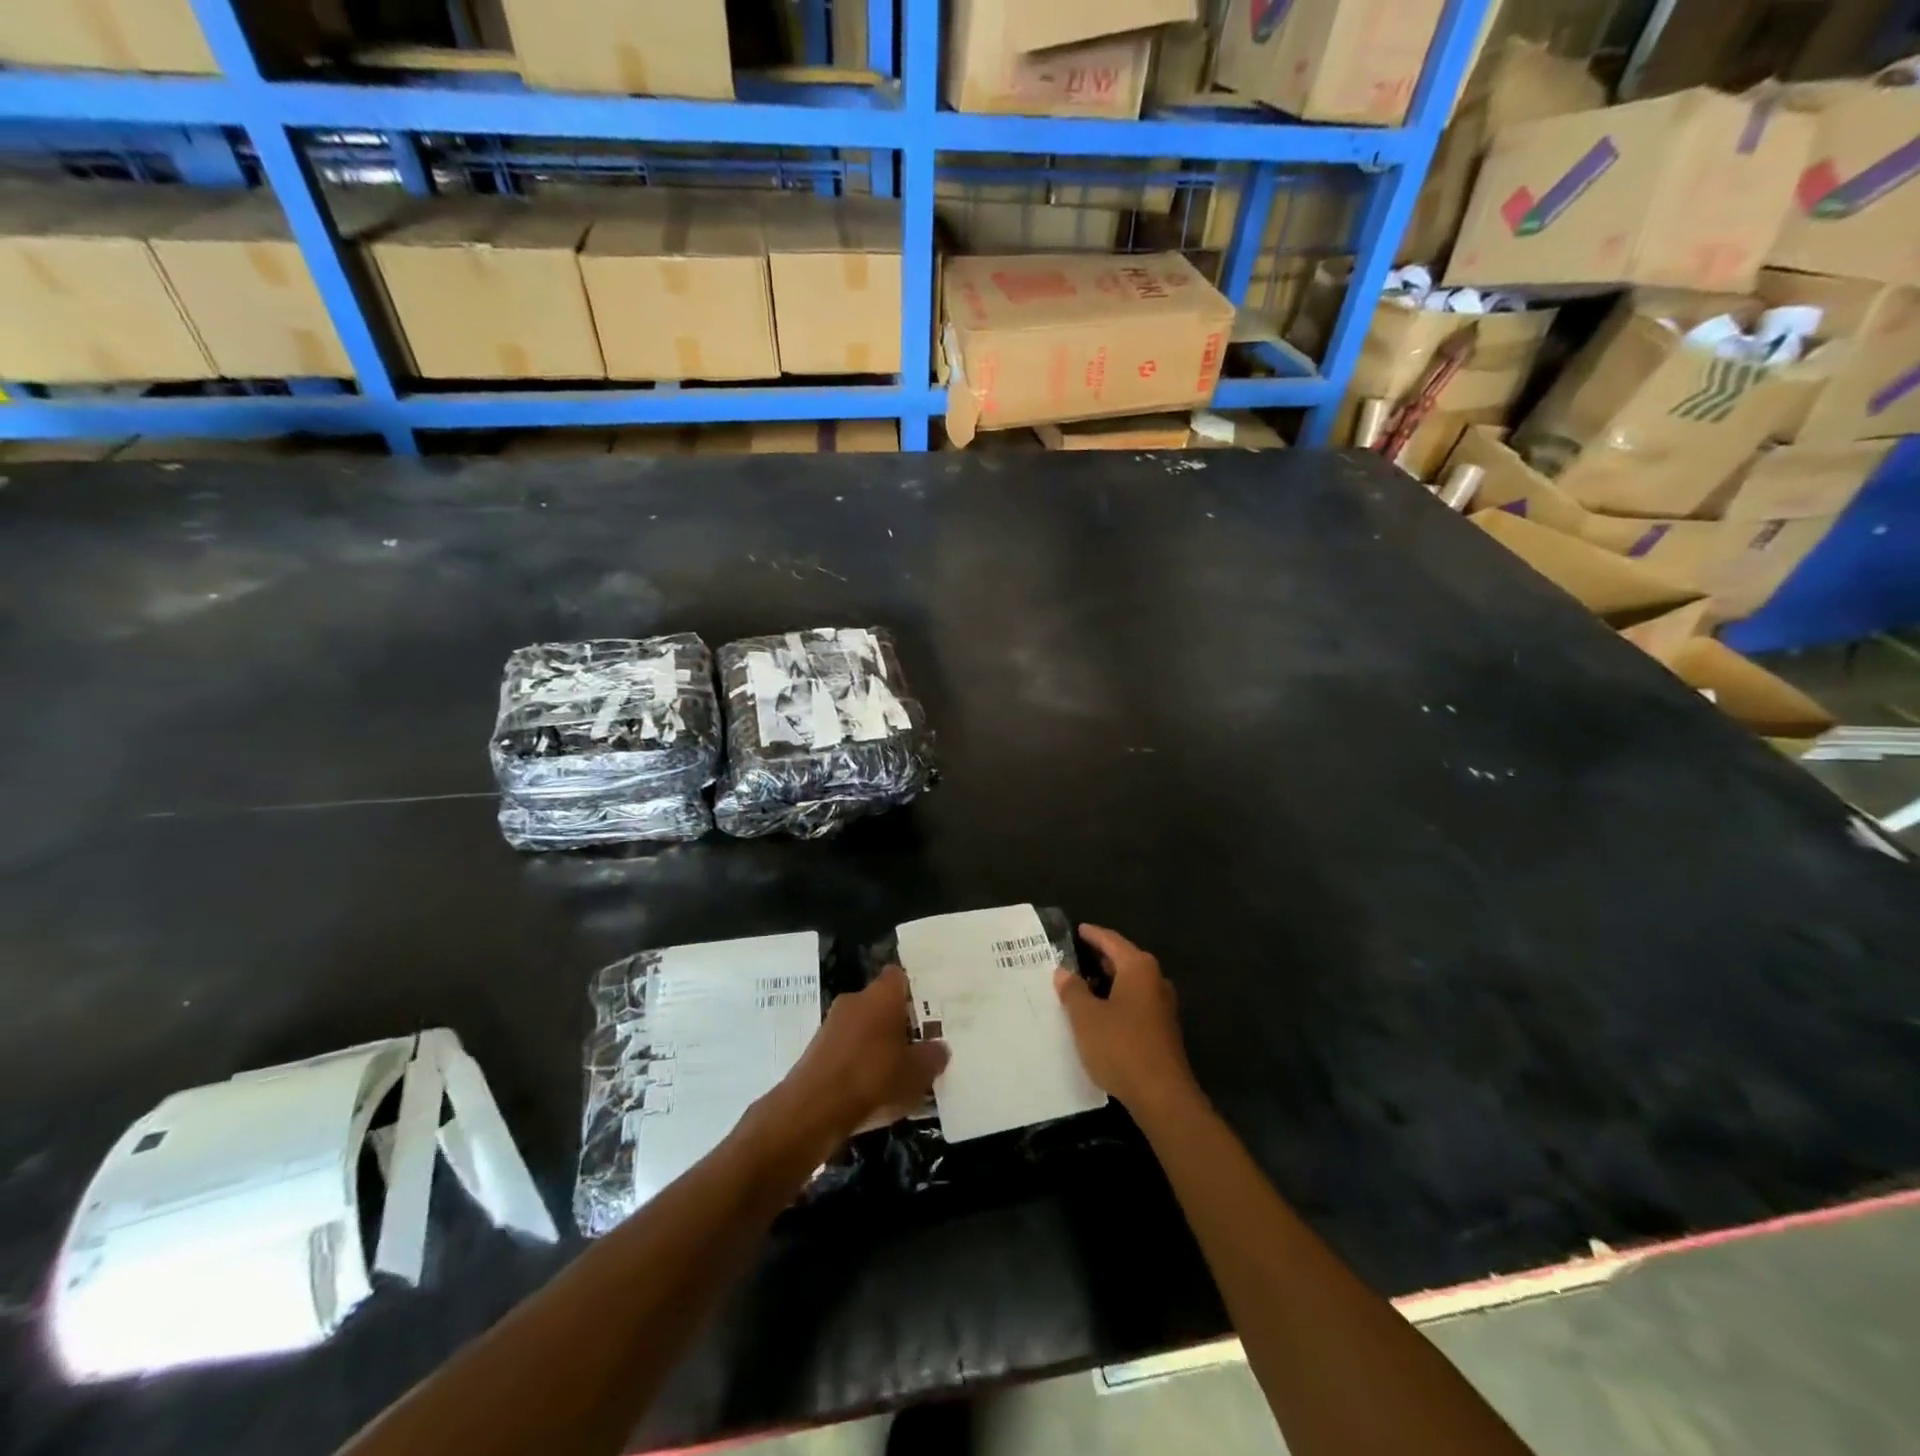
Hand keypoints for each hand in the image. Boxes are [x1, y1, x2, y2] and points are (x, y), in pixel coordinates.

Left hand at [751, 966, 947, 1165]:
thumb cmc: (873, 1078)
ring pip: (863, 1026)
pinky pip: (846, 1047)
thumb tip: (939, 1048)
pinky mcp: (816, 1049)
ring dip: (877, 1043)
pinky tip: (870, 1089)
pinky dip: (858, 1062)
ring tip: (896, 1073)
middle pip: (881, 1002)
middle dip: (897, 1022)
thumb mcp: (918, 1073)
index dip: (913, 990)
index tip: (928, 1009)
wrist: (813, 1109)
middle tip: (918, 1044)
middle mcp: (855, 999)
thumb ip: (933, 1056)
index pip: (899, 976)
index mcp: (882, 994)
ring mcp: (831, 1024)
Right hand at [1055, 924, 1196, 1115]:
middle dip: (1100, 957)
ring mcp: (1162, 1006)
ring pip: (1130, 983)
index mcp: (1139, 968)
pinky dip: (1117, 1000)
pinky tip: (1100, 1012)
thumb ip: (1073, 991)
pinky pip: (1136, 1002)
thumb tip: (1064, 972)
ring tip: (1082, 984)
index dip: (1092, 934)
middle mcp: (1155, 980)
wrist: (1162, 1095)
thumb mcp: (1086, 1017)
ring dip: (1108, 982)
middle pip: (1124, 960)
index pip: (1111, 941)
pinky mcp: (1163, 1029)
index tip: (1077, 929)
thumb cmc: (1120, 1046)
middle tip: (1074, 956)